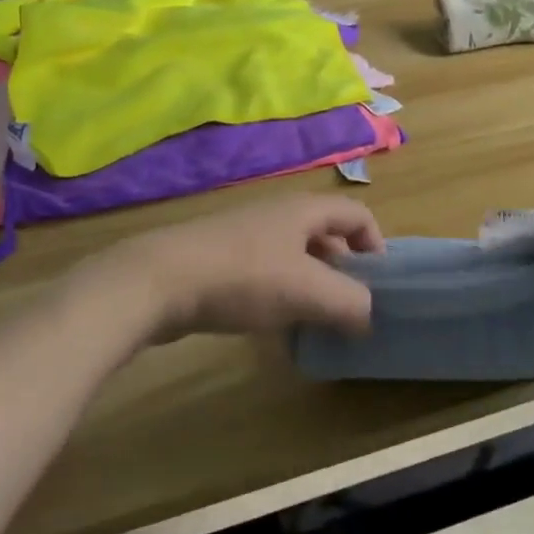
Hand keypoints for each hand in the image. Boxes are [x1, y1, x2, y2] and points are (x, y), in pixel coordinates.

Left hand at [73, 194, 386, 344]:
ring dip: (312, 283)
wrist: (156, 281)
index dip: (376, 244)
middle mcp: (278, 213)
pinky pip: (265, 270)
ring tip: (314, 319)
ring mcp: (245, 234)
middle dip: (344, 269)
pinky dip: (280, 292)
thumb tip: (368, 314)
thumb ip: (349, 302)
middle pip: (326, 233)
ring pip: (294, 254)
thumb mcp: (307, 291)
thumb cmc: (242, 278)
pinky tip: (272, 322)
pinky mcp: (219, 257)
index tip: (377, 284)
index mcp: (304, 210)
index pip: (357, 214)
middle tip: (348, 306)